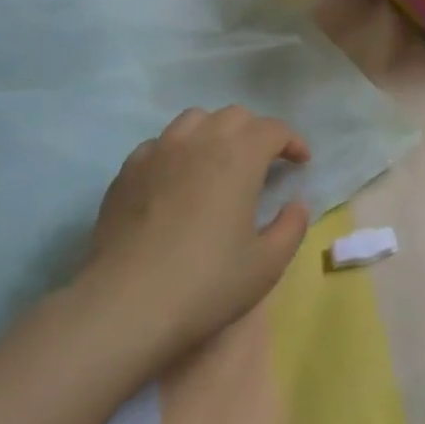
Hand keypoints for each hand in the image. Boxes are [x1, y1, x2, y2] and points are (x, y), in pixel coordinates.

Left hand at [78, 107, 311, 377]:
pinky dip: (177, 152)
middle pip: (236, 116)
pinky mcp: (127, 173)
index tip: (301, 162)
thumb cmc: (206, 283)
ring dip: (215, 132)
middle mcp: (201, 140)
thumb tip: (296, 203)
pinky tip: (176, 179)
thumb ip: (292, 226)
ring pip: (194, 120)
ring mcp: (159, 152)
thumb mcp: (267, 264)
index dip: (293, 142)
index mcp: (240, 155)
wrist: (124, 307)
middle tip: (263, 162)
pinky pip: (159, 144)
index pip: (274, 129)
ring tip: (218, 160)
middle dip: (255, 132)